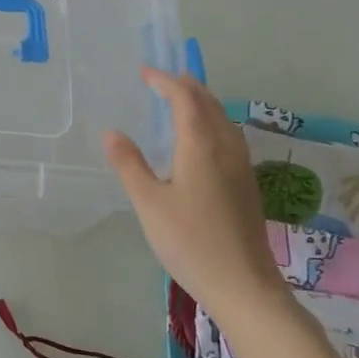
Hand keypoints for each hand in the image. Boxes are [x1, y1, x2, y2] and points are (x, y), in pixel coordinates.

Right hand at [104, 66, 284, 313]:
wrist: (243, 284)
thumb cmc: (190, 242)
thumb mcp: (149, 203)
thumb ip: (130, 165)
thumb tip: (112, 133)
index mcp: (201, 147)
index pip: (185, 100)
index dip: (165, 82)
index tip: (145, 73)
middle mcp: (226, 149)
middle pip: (210, 105)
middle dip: (187, 87)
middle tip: (163, 79)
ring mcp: (241, 167)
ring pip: (223, 120)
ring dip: (202, 103)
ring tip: (182, 100)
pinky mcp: (246, 185)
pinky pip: (229, 137)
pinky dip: (212, 123)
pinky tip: (202, 140)